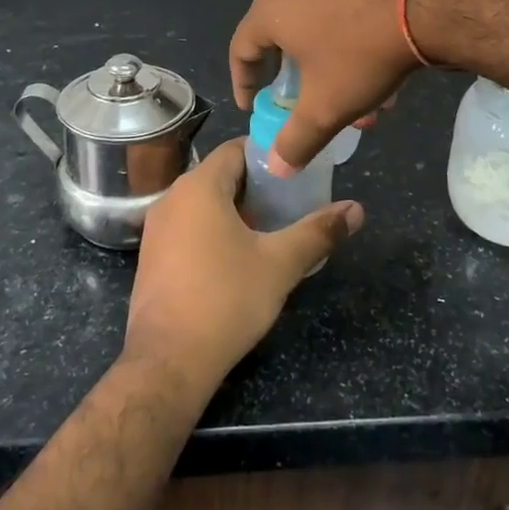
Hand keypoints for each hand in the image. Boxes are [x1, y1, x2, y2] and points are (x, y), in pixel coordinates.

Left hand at [125, 137, 363, 392]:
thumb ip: (318, 231)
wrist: (169, 360)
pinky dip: (214, 230)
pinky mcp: (152, 257)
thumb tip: (356, 209)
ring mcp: (156, 228)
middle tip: (292, 202)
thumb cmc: (226, 299)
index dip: (269, 155)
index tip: (298, 171)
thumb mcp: (280, 264)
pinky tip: (239, 257)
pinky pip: (188, 227)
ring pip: (203, 203)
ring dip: (236, 210)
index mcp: (200, 186)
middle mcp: (172, 198)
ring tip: (272, 230)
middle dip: (257, 186)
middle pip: (220, 175)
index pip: (236, 149)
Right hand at [229, 0, 444, 171]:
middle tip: (315, 109)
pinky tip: (388, 76)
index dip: (243, 83)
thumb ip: (296, 140)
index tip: (254, 107)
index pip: (241, 48)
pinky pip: (348, 12)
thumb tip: (275, 167)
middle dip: (304, 85)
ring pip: (323, 30)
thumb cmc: (361, 52)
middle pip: (286, 41)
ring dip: (337, 72)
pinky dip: (356, 45)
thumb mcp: (326, 106)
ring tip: (368, 106)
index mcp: (272, 9)